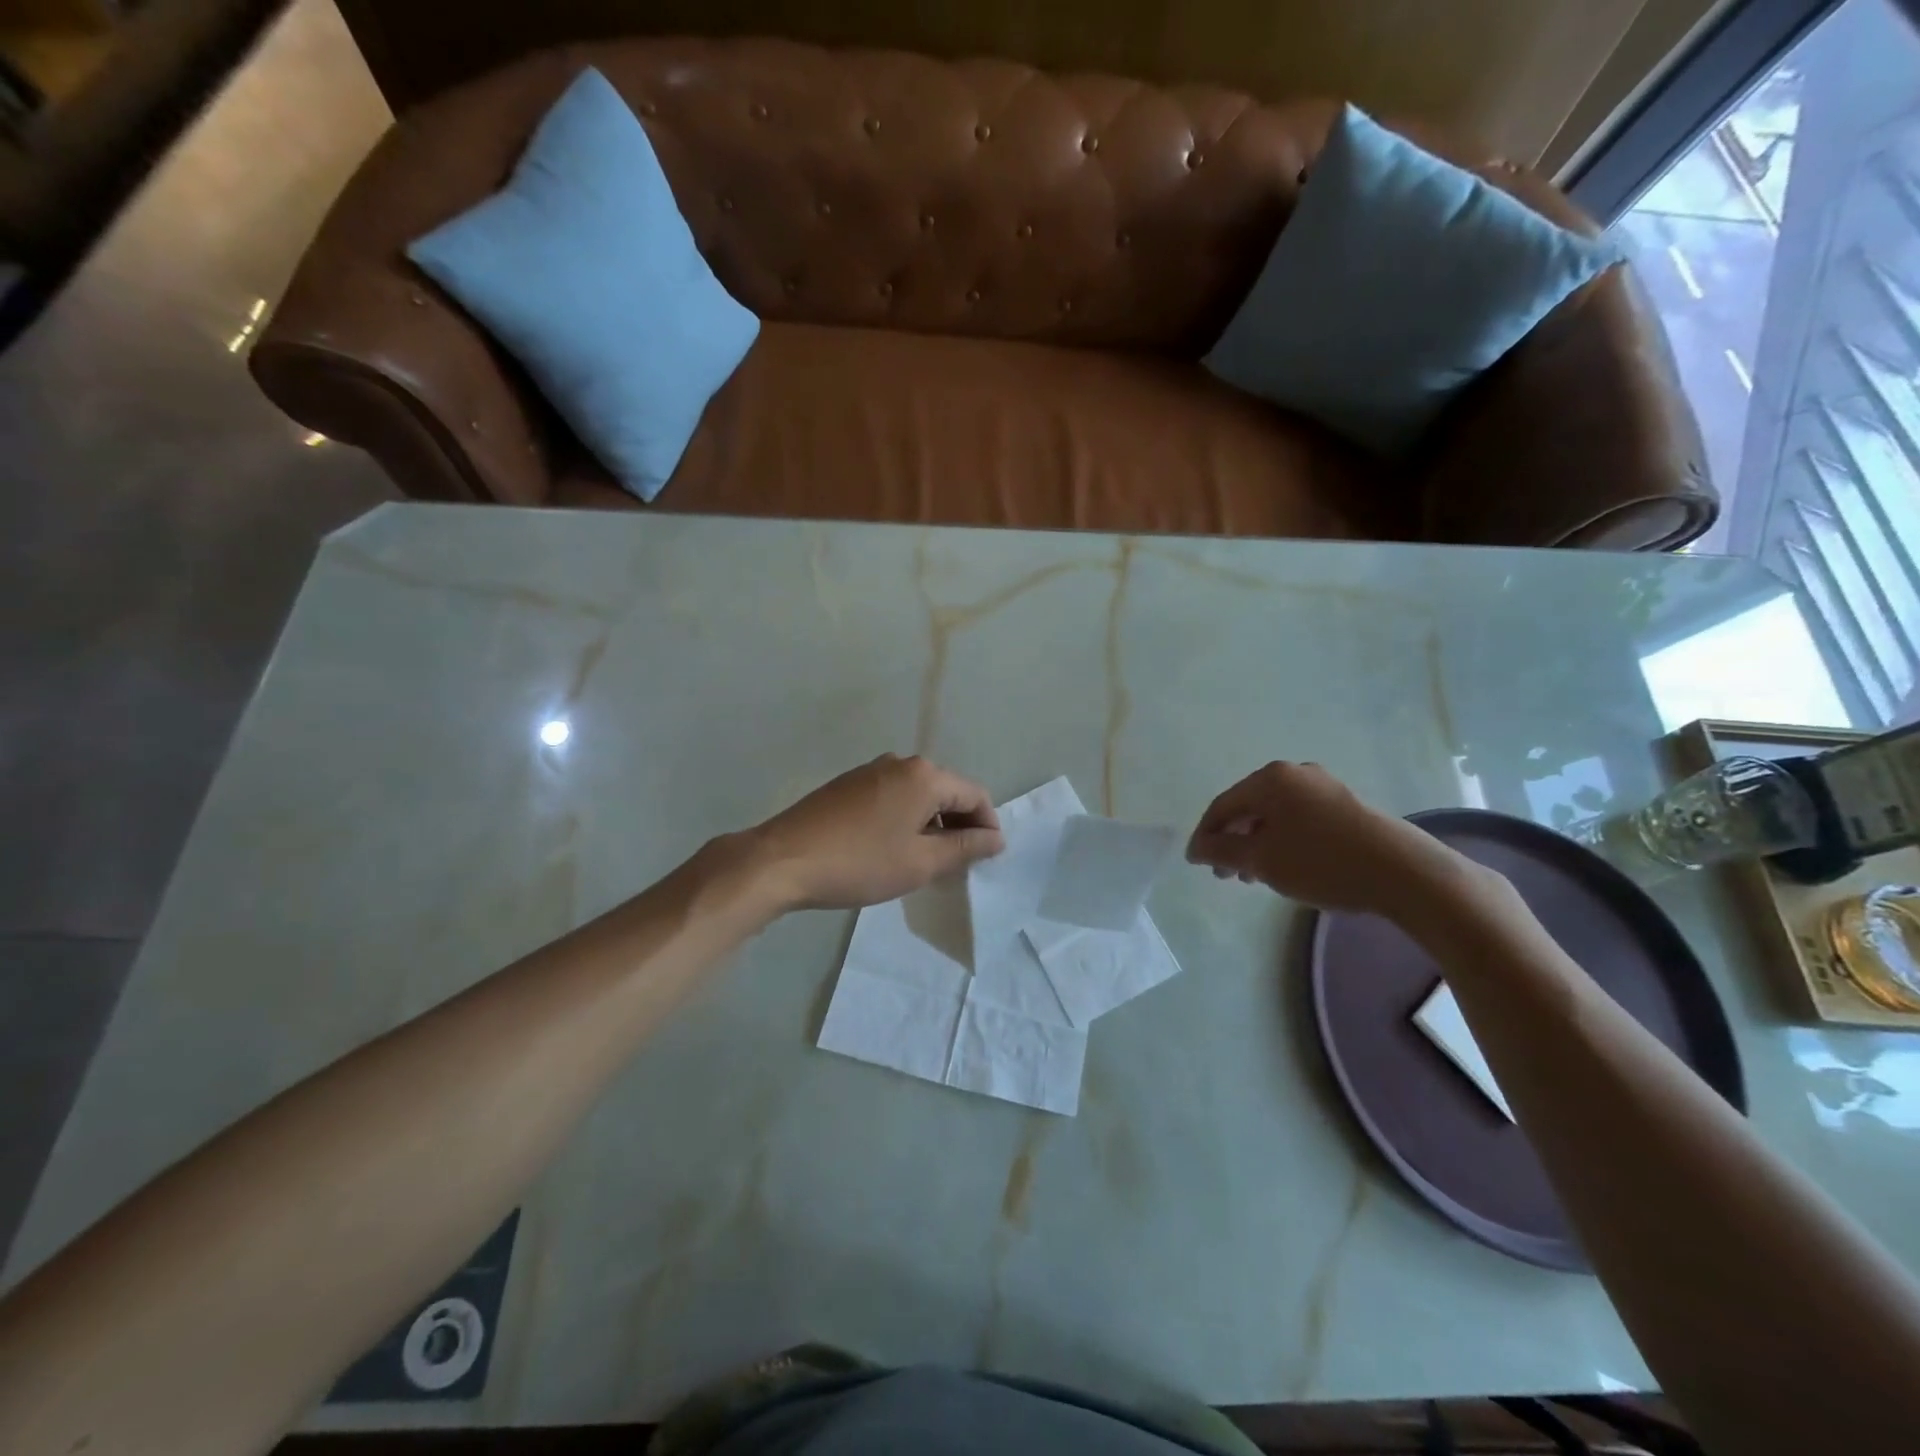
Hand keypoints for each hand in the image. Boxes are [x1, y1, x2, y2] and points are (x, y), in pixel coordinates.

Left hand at [750, 754, 1004, 909]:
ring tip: (927, 861)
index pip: (975, 795)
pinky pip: (893, 797)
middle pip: (947, 791)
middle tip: (959, 865)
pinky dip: (905, 819)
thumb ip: (964, 848)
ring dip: (931, 824)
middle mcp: (900, 762)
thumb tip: (996, 838)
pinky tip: (893, 848)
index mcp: (925, 775)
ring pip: (918, 795)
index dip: (988, 827)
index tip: (987, 859)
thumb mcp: (920, 862)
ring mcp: (870, 770)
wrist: (782, 860)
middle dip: (959, 826)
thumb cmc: (860, 862)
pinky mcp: (848, 784)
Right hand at [1186, 761, 1470, 915]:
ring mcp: (1323, 787)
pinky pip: (1298, 819)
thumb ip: (1222, 852)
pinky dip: (1282, 840)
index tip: (1196, 864)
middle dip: (1231, 841)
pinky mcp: (1346, 805)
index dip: (1204, 836)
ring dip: (1257, 843)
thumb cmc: (1321, 862)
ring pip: (1274, 815)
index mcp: (1269, 779)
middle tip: (1225, 875)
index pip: (1222, 805)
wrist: (1403, 872)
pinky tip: (1286, 866)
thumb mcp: (1261, 860)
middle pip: (1248, 807)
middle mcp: (1294, 773)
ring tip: (1254, 876)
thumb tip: (1197, 848)